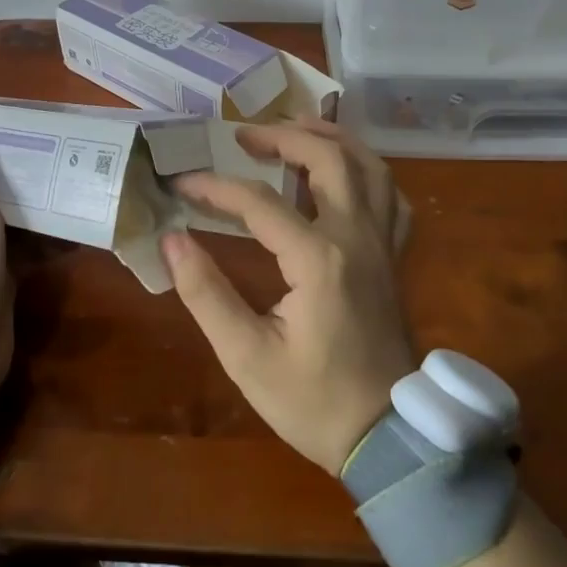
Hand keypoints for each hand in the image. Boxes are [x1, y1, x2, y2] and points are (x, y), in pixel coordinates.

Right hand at [162, 117, 414, 475]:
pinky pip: (390, 197)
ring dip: (332, 139)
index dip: (216, 187)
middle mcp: (357, 237)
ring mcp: (382, 244)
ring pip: (370, 167)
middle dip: (284, 136)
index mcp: (319, 259)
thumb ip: (206, 292)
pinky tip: (345, 173)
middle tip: (244, 135)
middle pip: (328, 159)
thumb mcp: (246, 356)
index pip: (259, 202)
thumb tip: (172, 239)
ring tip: (295, 128)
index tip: (182, 184)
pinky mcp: (394, 258)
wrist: (386, 437)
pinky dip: (368, 172)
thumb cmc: (312, 401)